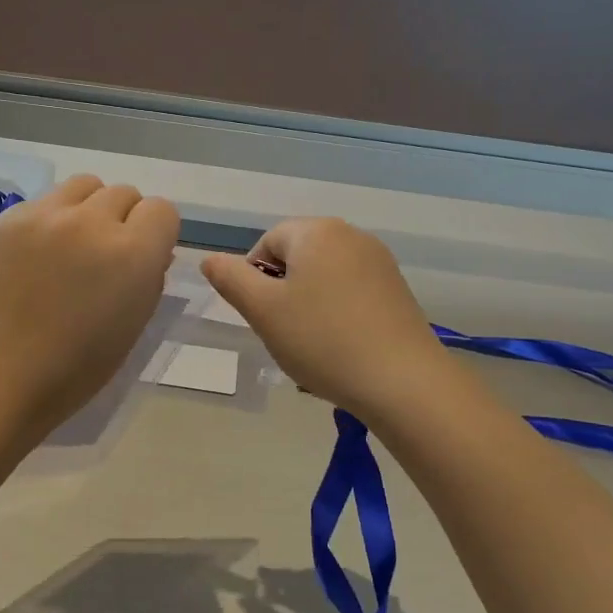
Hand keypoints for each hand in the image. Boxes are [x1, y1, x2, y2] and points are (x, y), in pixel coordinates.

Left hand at [0, 175, 178, 435]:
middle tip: (104, 256)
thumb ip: (148, 278)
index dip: (156, 233)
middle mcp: (91, 222)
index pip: (161, 210)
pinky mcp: (6, 219)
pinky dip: (49, 221)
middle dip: (123, 220)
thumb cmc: (75, 368)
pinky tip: (33, 256)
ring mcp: (44, 215)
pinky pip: (42, 203)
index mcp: (132, 253)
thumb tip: (149, 252)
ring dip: (88, 208)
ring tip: (72, 244)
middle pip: (123, 193)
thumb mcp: (134, 325)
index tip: (143, 256)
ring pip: (83, 186)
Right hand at [199, 217, 449, 422]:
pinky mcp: (396, 288)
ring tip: (314, 344)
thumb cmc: (322, 341)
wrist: (402, 381)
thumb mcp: (263, 311)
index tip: (263, 317)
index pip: (266, 243)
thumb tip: (210, 259)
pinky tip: (341, 346)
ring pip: (324, 276)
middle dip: (283, 291)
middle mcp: (350, 235)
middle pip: (297, 256)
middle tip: (285, 332)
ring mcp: (379, 261)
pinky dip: (337, 312)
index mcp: (316, 231)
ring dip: (309, 303)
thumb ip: (230, 279)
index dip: (255, 280)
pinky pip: (351, 291)